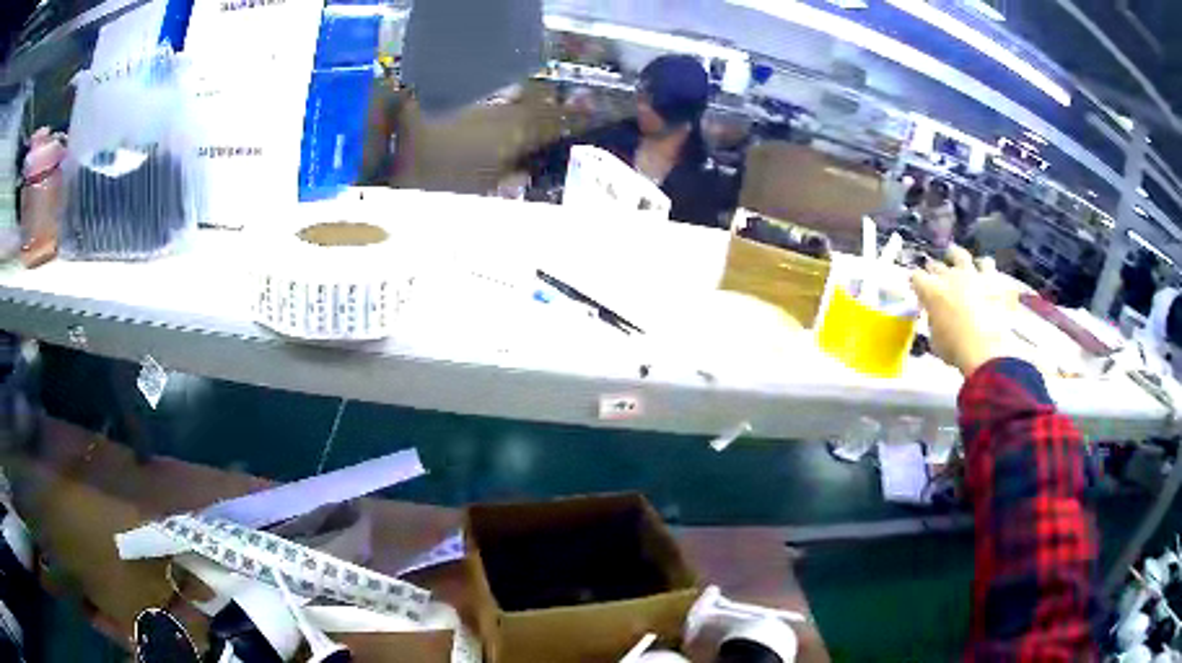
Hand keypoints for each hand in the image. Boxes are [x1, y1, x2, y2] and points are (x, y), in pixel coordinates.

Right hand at [911, 245, 1017, 376]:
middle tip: (934, 275)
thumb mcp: (935, 341)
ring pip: (960, 255)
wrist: (985, 349)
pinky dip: (984, 267)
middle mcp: (949, 276)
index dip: (915, 282)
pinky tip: (984, 270)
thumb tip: (936, 319)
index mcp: (931, 290)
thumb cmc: (955, 349)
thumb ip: (933, 323)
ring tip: (957, 260)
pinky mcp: (990, 279)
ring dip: (956, 257)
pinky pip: (987, 264)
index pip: (916, 277)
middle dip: (933, 269)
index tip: (917, 289)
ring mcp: (971, 274)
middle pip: (936, 265)